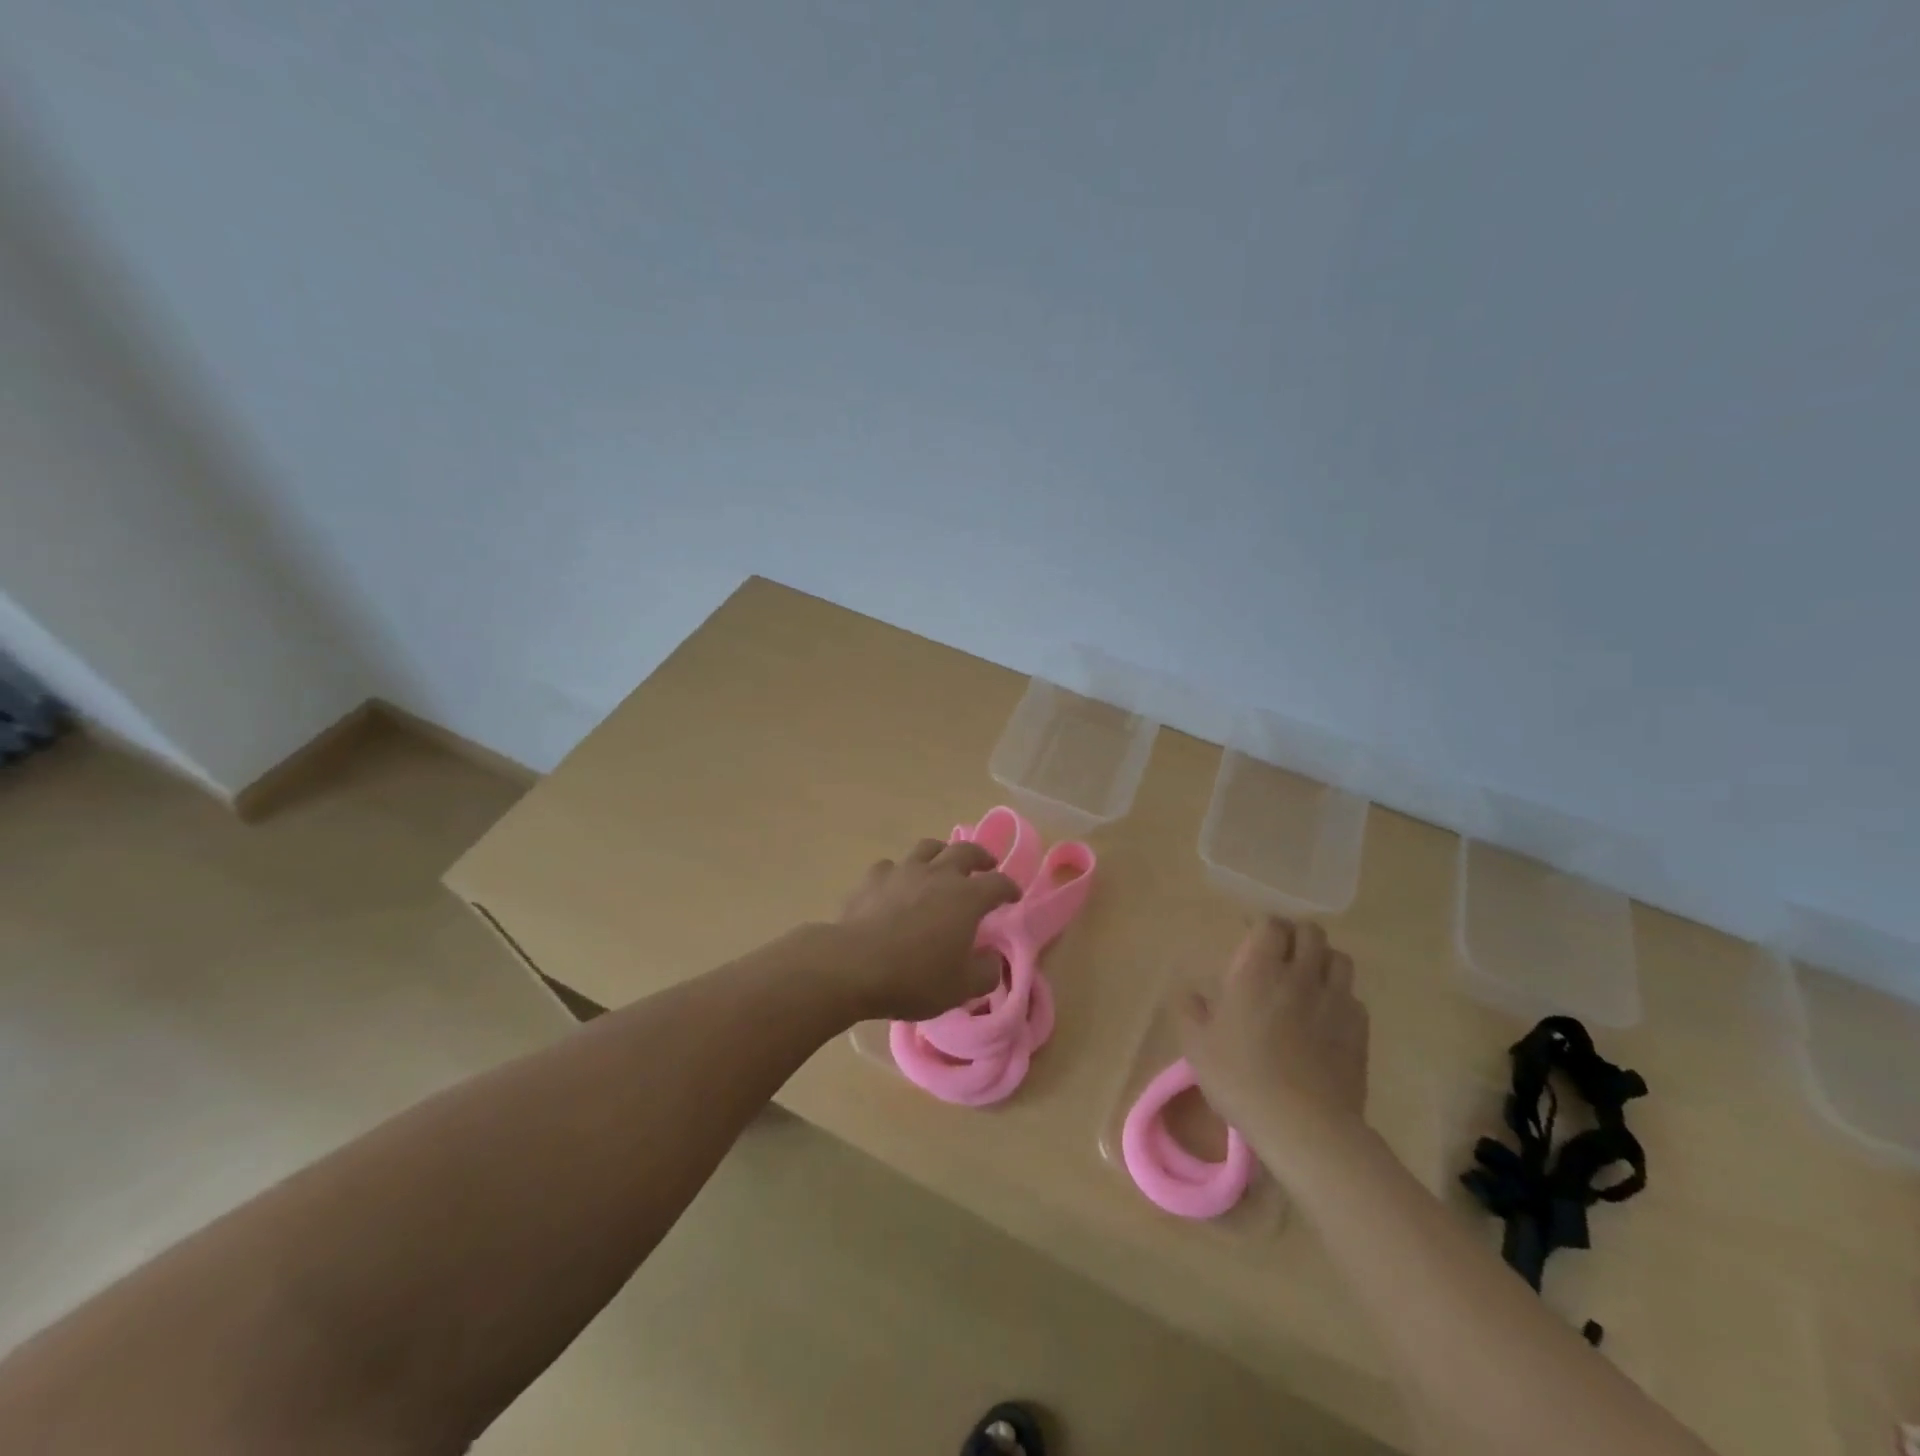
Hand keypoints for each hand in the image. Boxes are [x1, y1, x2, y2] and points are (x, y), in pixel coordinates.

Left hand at [832, 839, 1020, 1020]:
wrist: (854, 965)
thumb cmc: (915, 977)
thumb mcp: (961, 988)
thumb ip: (985, 972)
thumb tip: (991, 959)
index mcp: (967, 897)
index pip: (998, 883)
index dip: (1009, 888)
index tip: (1013, 896)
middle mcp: (938, 875)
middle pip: (965, 851)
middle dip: (980, 856)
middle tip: (986, 864)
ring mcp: (903, 871)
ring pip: (928, 848)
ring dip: (941, 852)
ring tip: (942, 863)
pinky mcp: (873, 878)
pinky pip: (891, 866)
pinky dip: (900, 872)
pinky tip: (896, 885)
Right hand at [1177, 917, 1369, 1169]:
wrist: (1304, 1125)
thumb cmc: (1241, 1078)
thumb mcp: (1197, 1046)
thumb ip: (1190, 1012)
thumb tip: (1191, 994)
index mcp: (1258, 971)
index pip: (1271, 925)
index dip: (1263, 925)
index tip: (1252, 936)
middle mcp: (1300, 975)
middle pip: (1311, 933)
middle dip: (1297, 934)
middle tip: (1282, 952)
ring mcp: (1335, 1001)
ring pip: (1340, 959)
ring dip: (1324, 959)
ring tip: (1309, 977)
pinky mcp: (1360, 1030)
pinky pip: (1354, 996)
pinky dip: (1341, 995)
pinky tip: (1328, 1015)